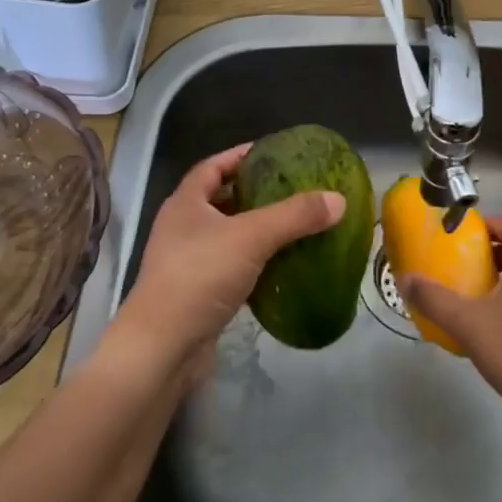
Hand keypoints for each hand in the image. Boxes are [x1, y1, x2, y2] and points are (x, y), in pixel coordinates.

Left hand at [107, 144, 343, 382]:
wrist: (163, 348)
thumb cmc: (200, 277)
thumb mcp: (252, 237)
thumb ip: (295, 216)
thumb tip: (338, 199)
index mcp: (186, 203)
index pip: (213, 166)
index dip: (241, 156)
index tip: (275, 153)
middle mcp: (183, 228)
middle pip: (222, 200)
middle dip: (256, 194)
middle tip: (294, 190)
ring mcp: (188, 263)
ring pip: (229, 237)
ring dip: (258, 231)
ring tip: (295, 226)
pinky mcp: (198, 294)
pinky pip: (232, 269)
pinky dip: (256, 264)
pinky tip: (282, 268)